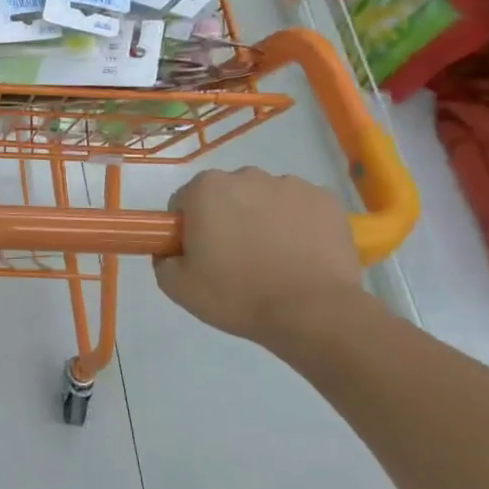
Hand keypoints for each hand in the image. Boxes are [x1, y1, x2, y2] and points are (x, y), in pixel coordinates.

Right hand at [153, 168, 362, 345]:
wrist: (313, 313)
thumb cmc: (238, 295)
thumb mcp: (178, 286)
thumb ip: (163, 259)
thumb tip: (171, 250)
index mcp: (206, 189)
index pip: (184, 202)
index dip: (187, 229)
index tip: (198, 255)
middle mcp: (247, 176)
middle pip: (225, 195)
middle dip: (226, 218)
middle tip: (234, 259)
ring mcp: (290, 185)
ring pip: (264, 198)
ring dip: (262, 219)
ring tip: (273, 260)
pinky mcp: (326, 200)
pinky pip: (299, 207)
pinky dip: (296, 224)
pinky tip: (300, 255)